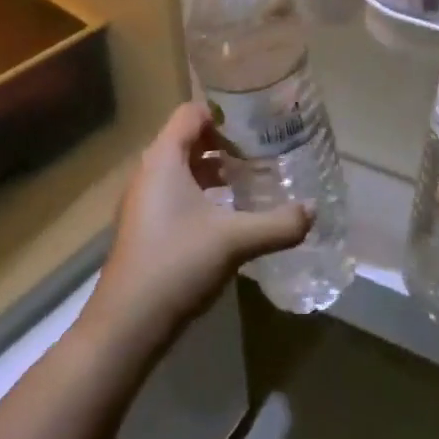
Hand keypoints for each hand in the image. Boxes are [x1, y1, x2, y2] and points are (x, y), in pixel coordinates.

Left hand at [84, 103, 311, 357]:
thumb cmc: (176, 264)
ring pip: (182, 168)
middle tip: (261, 154)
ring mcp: (142, 201)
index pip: (191, 112)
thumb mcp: (235, 241)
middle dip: (224, 143)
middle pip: (187, 138)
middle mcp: (148, 172)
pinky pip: (175, 193)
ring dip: (214, 170)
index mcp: (163, 159)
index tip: (256, 126)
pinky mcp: (144, 227)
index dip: (223, 114)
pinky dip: (201, 194)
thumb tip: (313, 210)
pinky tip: (228, 217)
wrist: (125, 326)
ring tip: (250, 183)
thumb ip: (278, 223)